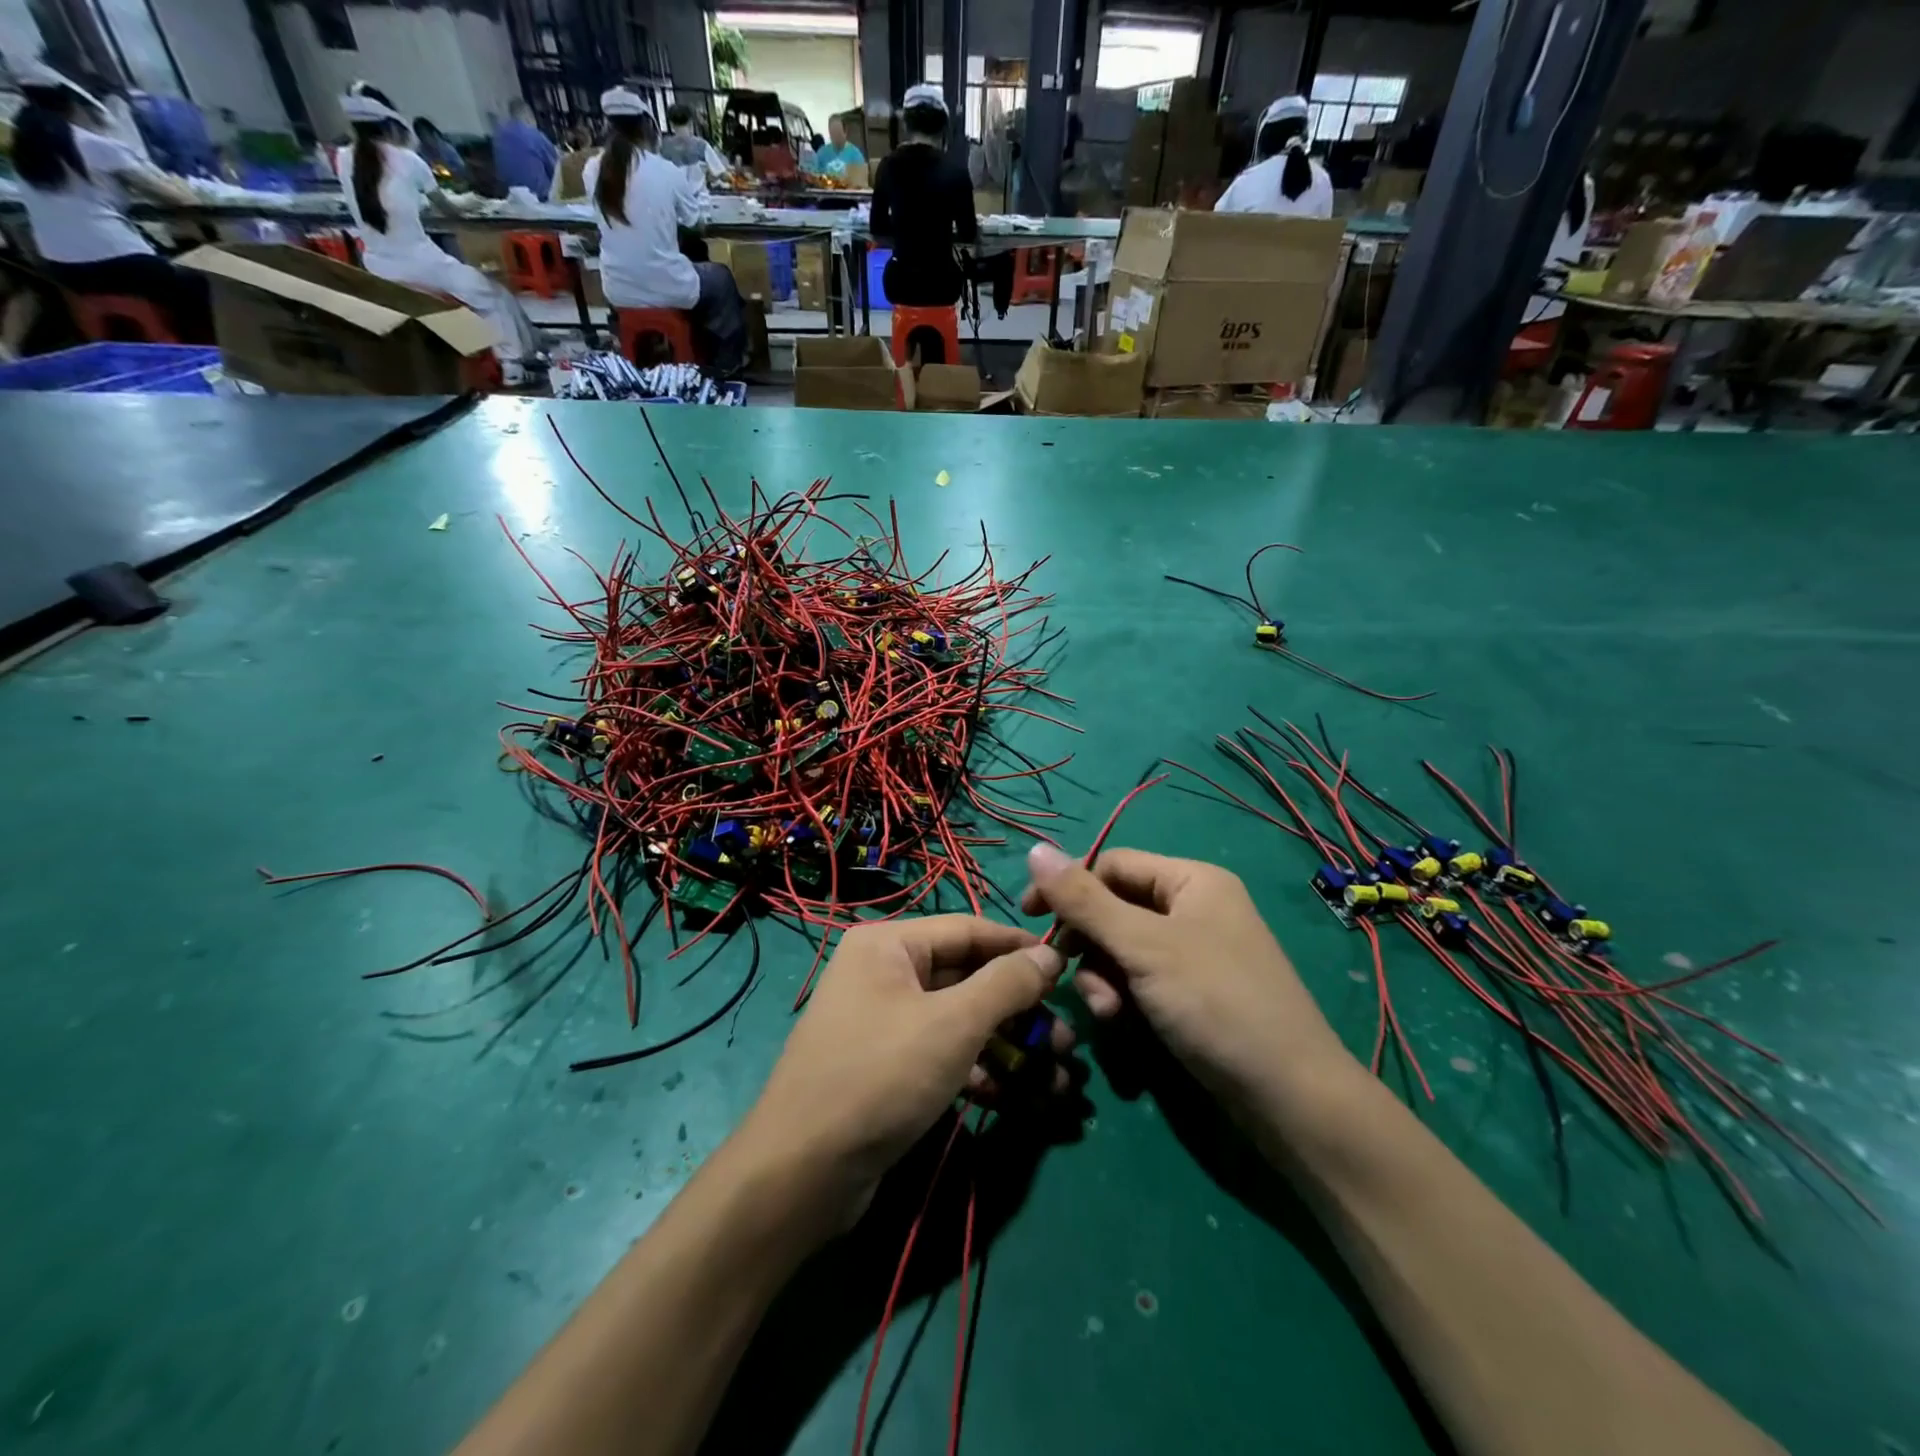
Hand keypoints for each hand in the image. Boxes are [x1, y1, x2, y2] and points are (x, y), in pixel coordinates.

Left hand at [736, 916, 1068, 1230]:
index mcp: (889, 945)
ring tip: (1058, 1076)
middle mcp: (884, 973)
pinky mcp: (889, 1068)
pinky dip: (980, 1071)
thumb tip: (1050, 954)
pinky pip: (944, 1055)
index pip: (968, 930)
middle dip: (1019, 1010)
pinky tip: (1017, 1097)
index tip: (1066, 967)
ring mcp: (885, 1023)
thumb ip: (1006, 984)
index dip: (1018, 947)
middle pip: (967, 978)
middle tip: (1066, 1039)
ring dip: (1008, 1046)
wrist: (803, 1173)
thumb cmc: (881, 1076)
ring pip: (960, 1022)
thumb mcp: (953, 1024)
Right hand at [1021, 843, 1357, 1115]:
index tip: (1030, 918)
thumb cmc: (1215, 1002)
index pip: (1112, 864)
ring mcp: (1195, 952)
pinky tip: (1123, 1023)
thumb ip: (1084, 900)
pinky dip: (1125, 996)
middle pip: (1115, 908)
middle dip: (1089, 944)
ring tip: (1109, 1012)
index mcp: (1191, 880)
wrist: (1289, 1097)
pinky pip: (1142, 978)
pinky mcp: (1193, 992)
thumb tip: (1034, 848)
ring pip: (1123, 948)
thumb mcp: (1142, 946)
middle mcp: (1194, 907)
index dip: (1069, 887)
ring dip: (1104, 976)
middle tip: (1068, 972)